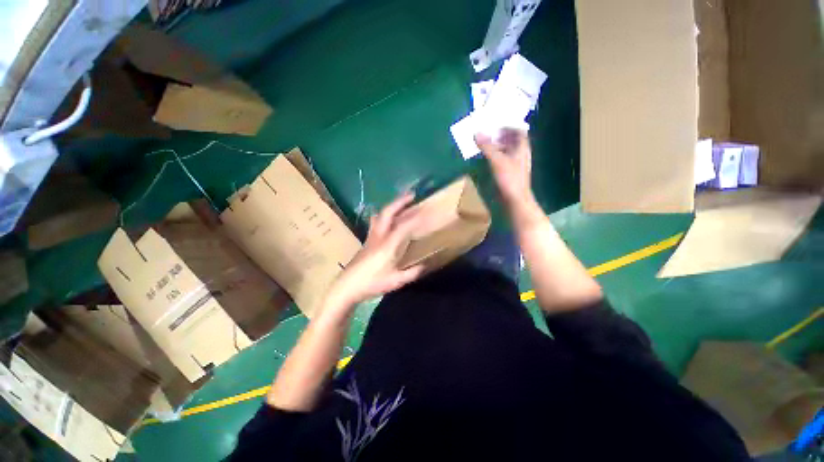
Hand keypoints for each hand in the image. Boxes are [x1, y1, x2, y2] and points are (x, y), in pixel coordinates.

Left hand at [325, 193, 425, 308]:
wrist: (347, 287)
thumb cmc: (371, 284)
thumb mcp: (395, 281)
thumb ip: (412, 273)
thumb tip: (425, 266)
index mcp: (387, 246)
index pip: (404, 226)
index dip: (416, 218)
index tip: (427, 211)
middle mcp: (379, 237)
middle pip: (388, 213)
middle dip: (400, 202)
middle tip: (412, 195)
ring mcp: (371, 237)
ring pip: (380, 215)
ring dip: (392, 206)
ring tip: (401, 202)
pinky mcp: (367, 240)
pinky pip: (377, 221)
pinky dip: (385, 215)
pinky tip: (388, 218)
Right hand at [475, 129, 533, 204]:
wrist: (515, 200)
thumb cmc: (509, 178)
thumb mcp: (497, 160)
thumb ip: (487, 147)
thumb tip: (476, 133)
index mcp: (522, 148)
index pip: (519, 131)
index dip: (509, 126)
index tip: (496, 124)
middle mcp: (521, 154)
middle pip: (512, 140)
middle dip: (500, 136)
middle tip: (487, 133)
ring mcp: (516, 165)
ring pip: (507, 151)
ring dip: (497, 147)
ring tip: (485, 144)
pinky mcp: (510, 174)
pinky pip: (503, 160)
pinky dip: (496, 157)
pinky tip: (487, 159)